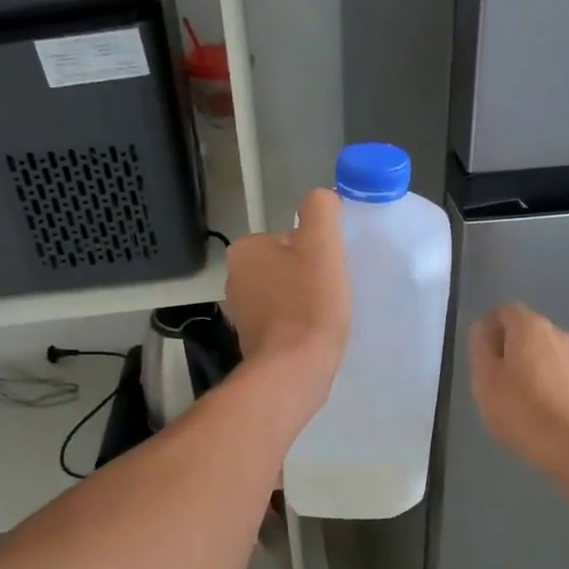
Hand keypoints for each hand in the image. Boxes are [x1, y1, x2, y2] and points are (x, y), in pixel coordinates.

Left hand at [225, 188, 349, 400]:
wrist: (294, 370)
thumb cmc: (309, 304)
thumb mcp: (322, 244)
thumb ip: (321, 210)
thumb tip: (323, 198)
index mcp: (245, 250)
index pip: (289, 237)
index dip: (317, 251)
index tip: (331, 270)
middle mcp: (235, 278)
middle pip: (287, 265)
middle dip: (310, 276)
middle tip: (332, 292)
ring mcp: (241, 313)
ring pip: (285, 294)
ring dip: (306, 301)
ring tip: (326, 315)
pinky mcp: (253, 341)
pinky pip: (283, 322)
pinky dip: (299, 325)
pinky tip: (314, 335)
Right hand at [468, 303, 568, 478]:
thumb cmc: (521, 410)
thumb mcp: (485, 379)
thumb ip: (480, 348)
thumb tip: (482, 330)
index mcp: (529, 326)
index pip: (503, 311)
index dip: (488, 328)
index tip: (479, 355)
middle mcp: (557, 333)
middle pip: (525, 329)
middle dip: (507, 346)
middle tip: (492, 378)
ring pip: (543, 351)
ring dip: (527, 365)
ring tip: (514, 396)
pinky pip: (557, 372)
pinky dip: (544, 381)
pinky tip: (537, 408)